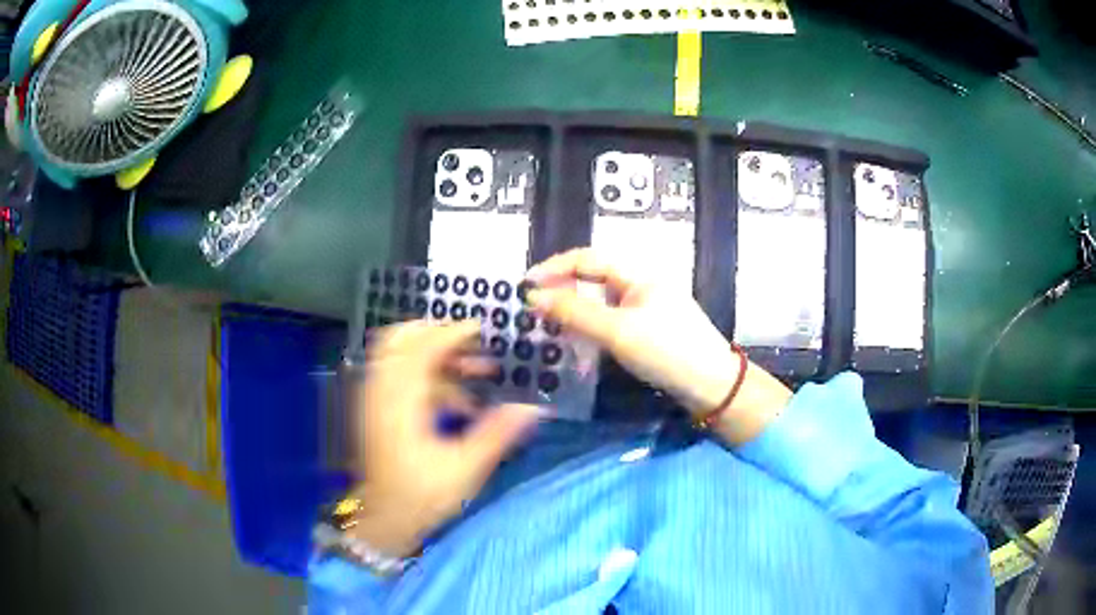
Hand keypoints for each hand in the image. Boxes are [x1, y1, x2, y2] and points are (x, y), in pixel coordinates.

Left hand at [349, 321, 540, 557]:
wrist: (383, 520)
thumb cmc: (421, 496)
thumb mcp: (464, 469)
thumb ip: (496, 434)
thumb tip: (533, 409)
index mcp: (400, 402)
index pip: (421, 350)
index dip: (451, 334)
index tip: (480, 329)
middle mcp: (381, 392)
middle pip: (401, 340)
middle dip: (438, 335)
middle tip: (471, 342)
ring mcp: (375, 400)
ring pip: (400, 357)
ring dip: (437, 357)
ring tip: (476, 373)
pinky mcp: (377, 411)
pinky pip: (400, 376)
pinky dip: (428, 378)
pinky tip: (460, 403)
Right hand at [526, 248, 790, 442]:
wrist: (711, 386)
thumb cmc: (666, 351)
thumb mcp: (617, 330)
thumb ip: (574, 312)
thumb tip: (534, 297)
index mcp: (638, 274)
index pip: (587, 259)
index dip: (553, 268)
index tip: (525, 286)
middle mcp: (641, 285)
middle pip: (593, 278)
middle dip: (562, 289)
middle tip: (533, 308)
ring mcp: (645, 308)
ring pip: (600, 302)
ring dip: (574, 310)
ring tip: (547, 325)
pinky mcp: (647, 330)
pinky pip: (610, 321)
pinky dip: (590, 327)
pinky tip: (576, 341)